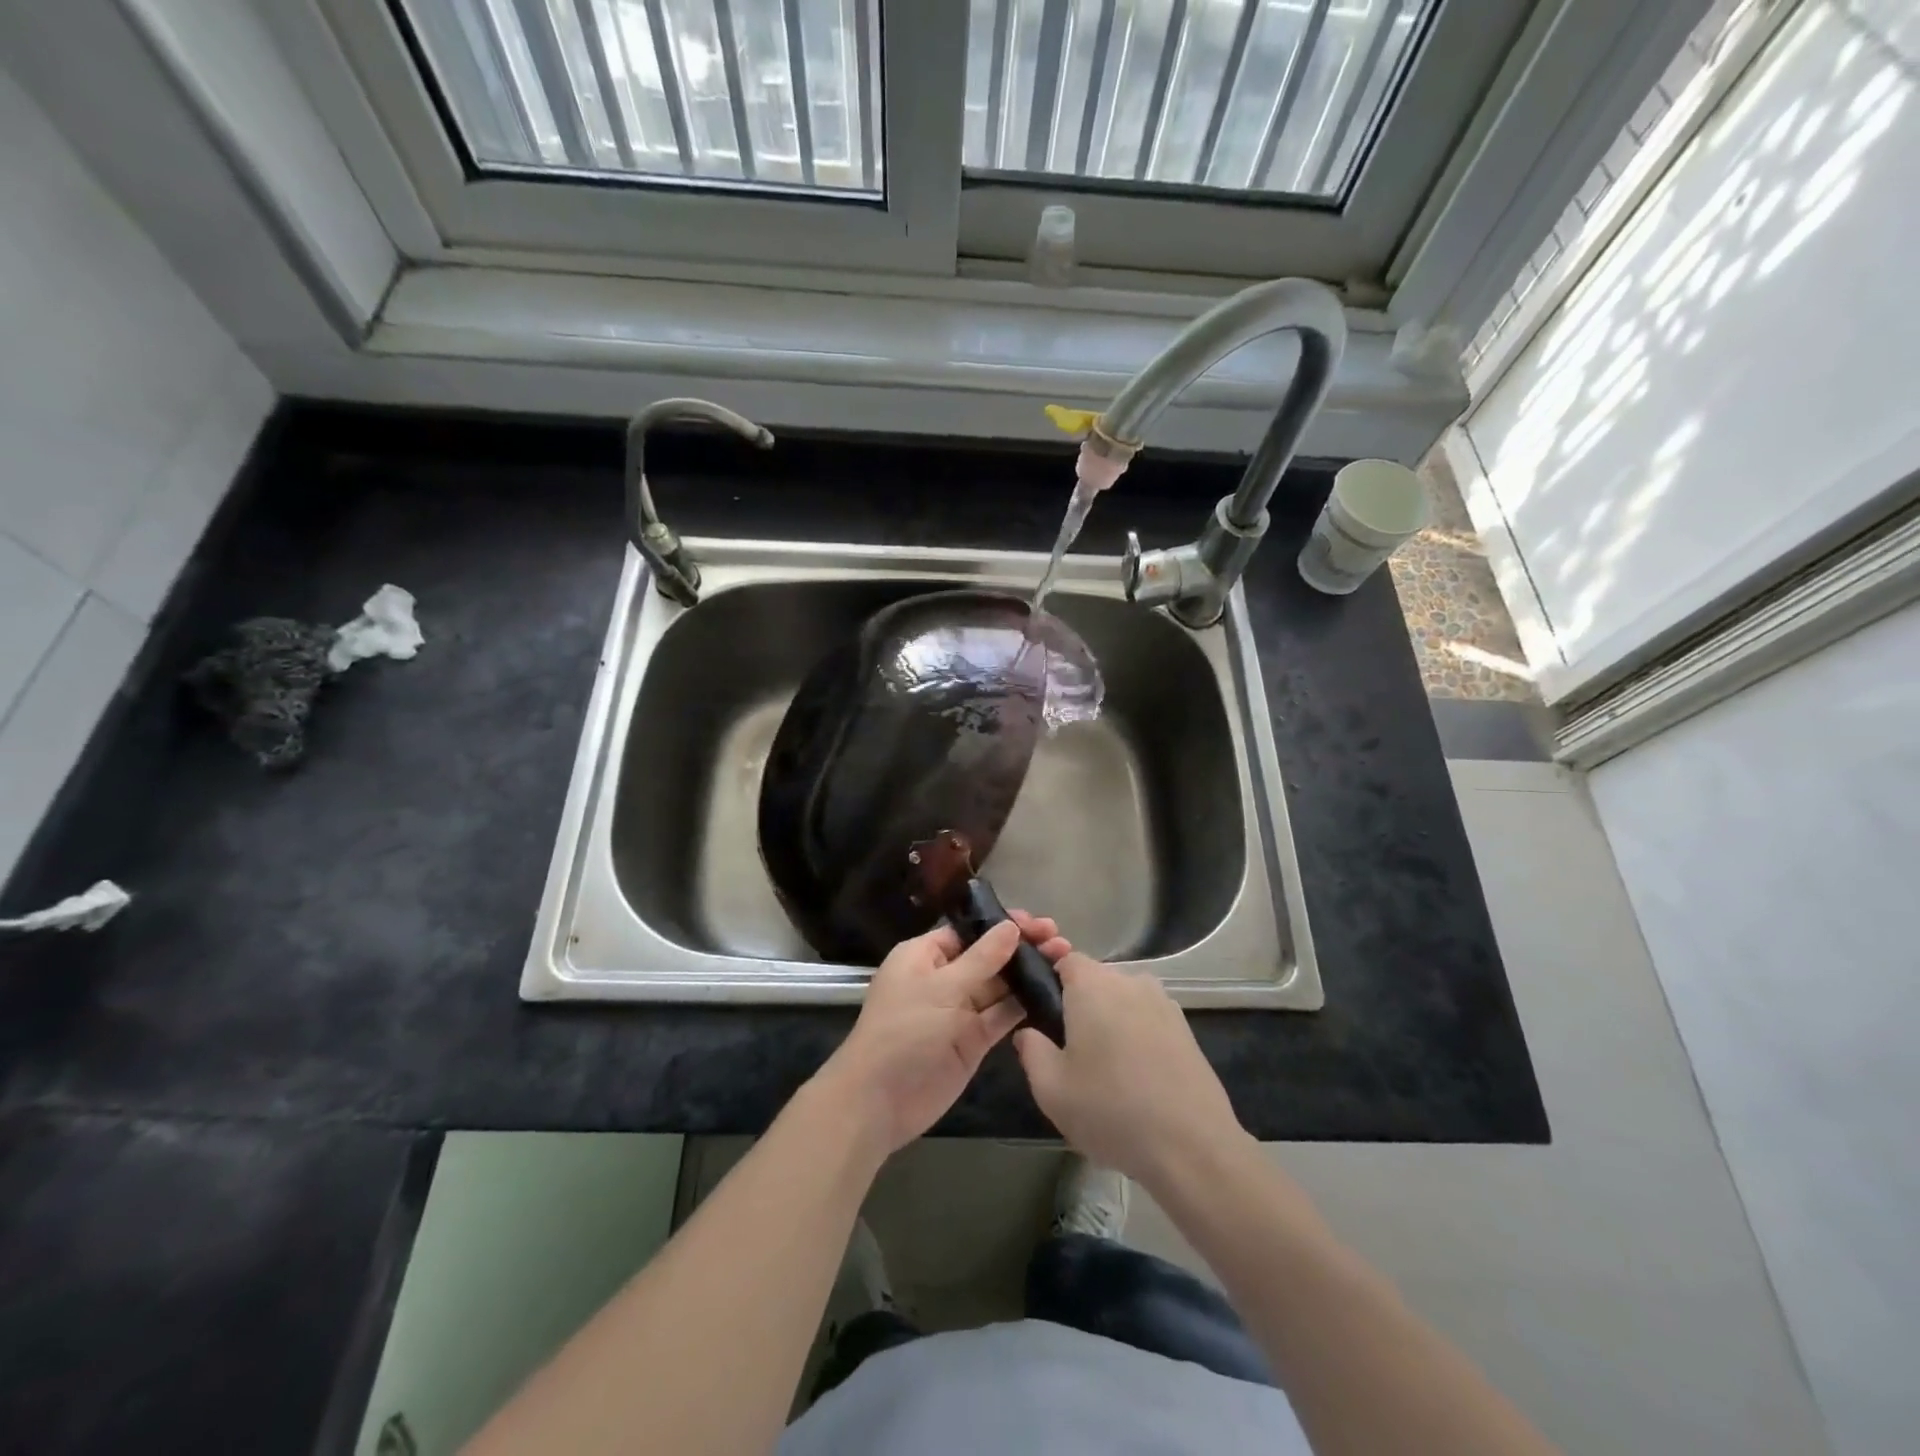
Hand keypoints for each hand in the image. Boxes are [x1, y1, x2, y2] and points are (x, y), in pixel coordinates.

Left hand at [819, 912, 1070, 1156]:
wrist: (879, 1101)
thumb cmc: (903, 1032)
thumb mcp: (941, 989)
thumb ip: (981, 959)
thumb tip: (1010, 928)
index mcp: (925, 956)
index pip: (968, 932)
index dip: (1002, 925)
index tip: (1036, 923)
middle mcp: (943, 978)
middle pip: (988, 956)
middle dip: (1021, 948)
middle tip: (1059, 940)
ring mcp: (960, 1011)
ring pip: (999, 986)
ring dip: (1027, 974)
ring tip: (1065, 961)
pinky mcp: (973, 1040)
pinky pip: (1002, 1016)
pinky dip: (1024, 1005)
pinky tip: (1053, 993)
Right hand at [1013, 955, 1244, 1188]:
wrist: (1192, 1146)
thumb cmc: (1111, 1110)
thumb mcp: (1051, 1089)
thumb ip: (1031, 1051)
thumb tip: (1029, 1032)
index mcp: (1093, 985)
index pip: (1065, 958)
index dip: (1050, 977)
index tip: (1040, 1008)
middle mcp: (1130, 982)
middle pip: (1096, 979)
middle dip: (1079, 1003)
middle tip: (1068, 1047)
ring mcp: (1163, 1003)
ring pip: (1124, 1000)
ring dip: (1110, 1020)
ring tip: (1103, 1065)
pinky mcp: (1186, 1029)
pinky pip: (1148, 1019)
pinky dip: (1136, 1036)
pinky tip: (1135, 1076)